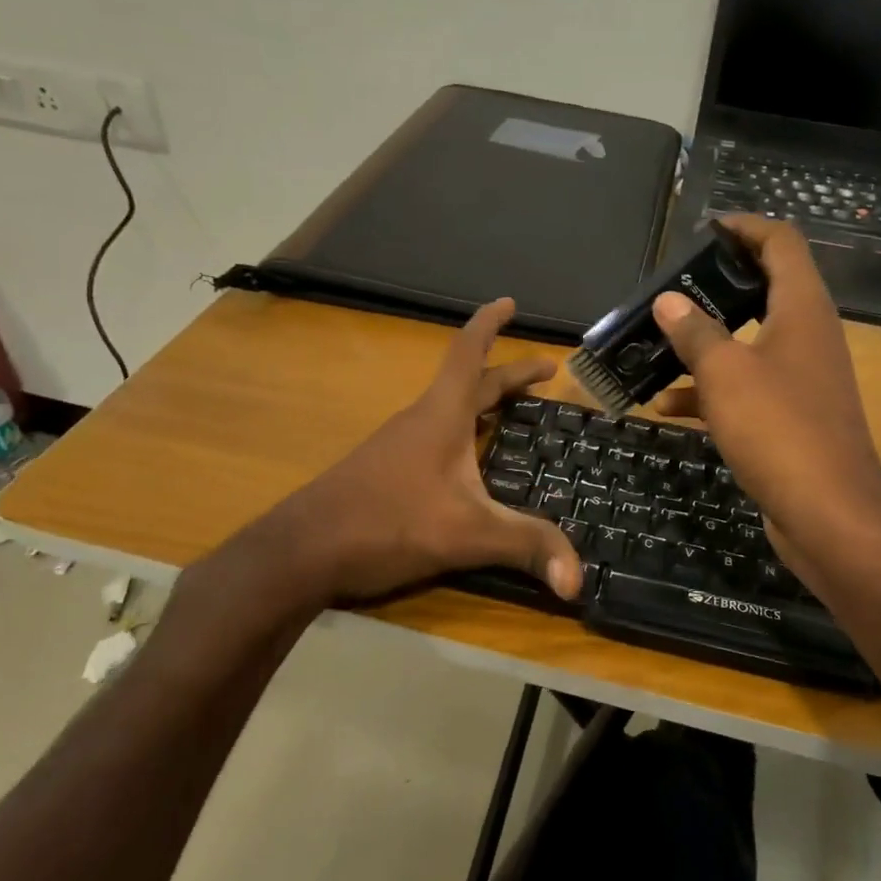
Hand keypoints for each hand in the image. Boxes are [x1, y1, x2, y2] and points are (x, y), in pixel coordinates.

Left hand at [165, 299, 580, 657]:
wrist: (301, 551)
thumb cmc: (386, 522)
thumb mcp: (466, 534)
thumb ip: (525, 547)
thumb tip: (579, 578)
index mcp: (442, 415)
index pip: (469, 353)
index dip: (490, 324)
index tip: (509, 302)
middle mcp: (421, 420)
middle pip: (470, 383)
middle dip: (510, 374)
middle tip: (546, 372)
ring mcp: (400, 445)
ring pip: (451, 410)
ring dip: (484, 403)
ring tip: (514, 413)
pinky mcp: (387, 470)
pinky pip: (437, 436)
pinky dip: (464, 433)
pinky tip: (471, 464)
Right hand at [650, 216, 880, 574]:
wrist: (830, 516)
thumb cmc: (779, 429)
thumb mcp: (726, 374)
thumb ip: (695, 332)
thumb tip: (669, 300)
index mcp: (802, 310)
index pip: (781, 242)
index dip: (745, 227)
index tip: (705, 229)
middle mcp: (809, 336)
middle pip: (765, 289)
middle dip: (718, 285)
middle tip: (675, 286)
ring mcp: (804, 378)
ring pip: (750, 342)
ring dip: (708, 341)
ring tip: (659, 343)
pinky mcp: (794, 416)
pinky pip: (749, 387)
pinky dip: (713, 389)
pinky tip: (668, 406)